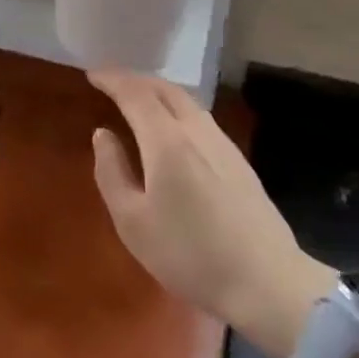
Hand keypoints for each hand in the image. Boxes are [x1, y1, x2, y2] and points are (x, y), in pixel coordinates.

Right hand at [89, 71, 334, 357]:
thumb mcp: (132, 221)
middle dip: (136, 80)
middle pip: (165, 89)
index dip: (112, 79)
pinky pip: (201, 118)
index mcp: (167, 141)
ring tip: (139, 100)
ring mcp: (223, 144)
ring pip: (187, 101)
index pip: (135, 94)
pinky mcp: (239, 161)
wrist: (266, 282)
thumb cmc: (188, 255)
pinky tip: (173, 128)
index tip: (93, 74)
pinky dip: (177, 109)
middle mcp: (197, 131)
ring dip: (159, 92)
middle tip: (112, 82)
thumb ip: (112, 172)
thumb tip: (103, 134)